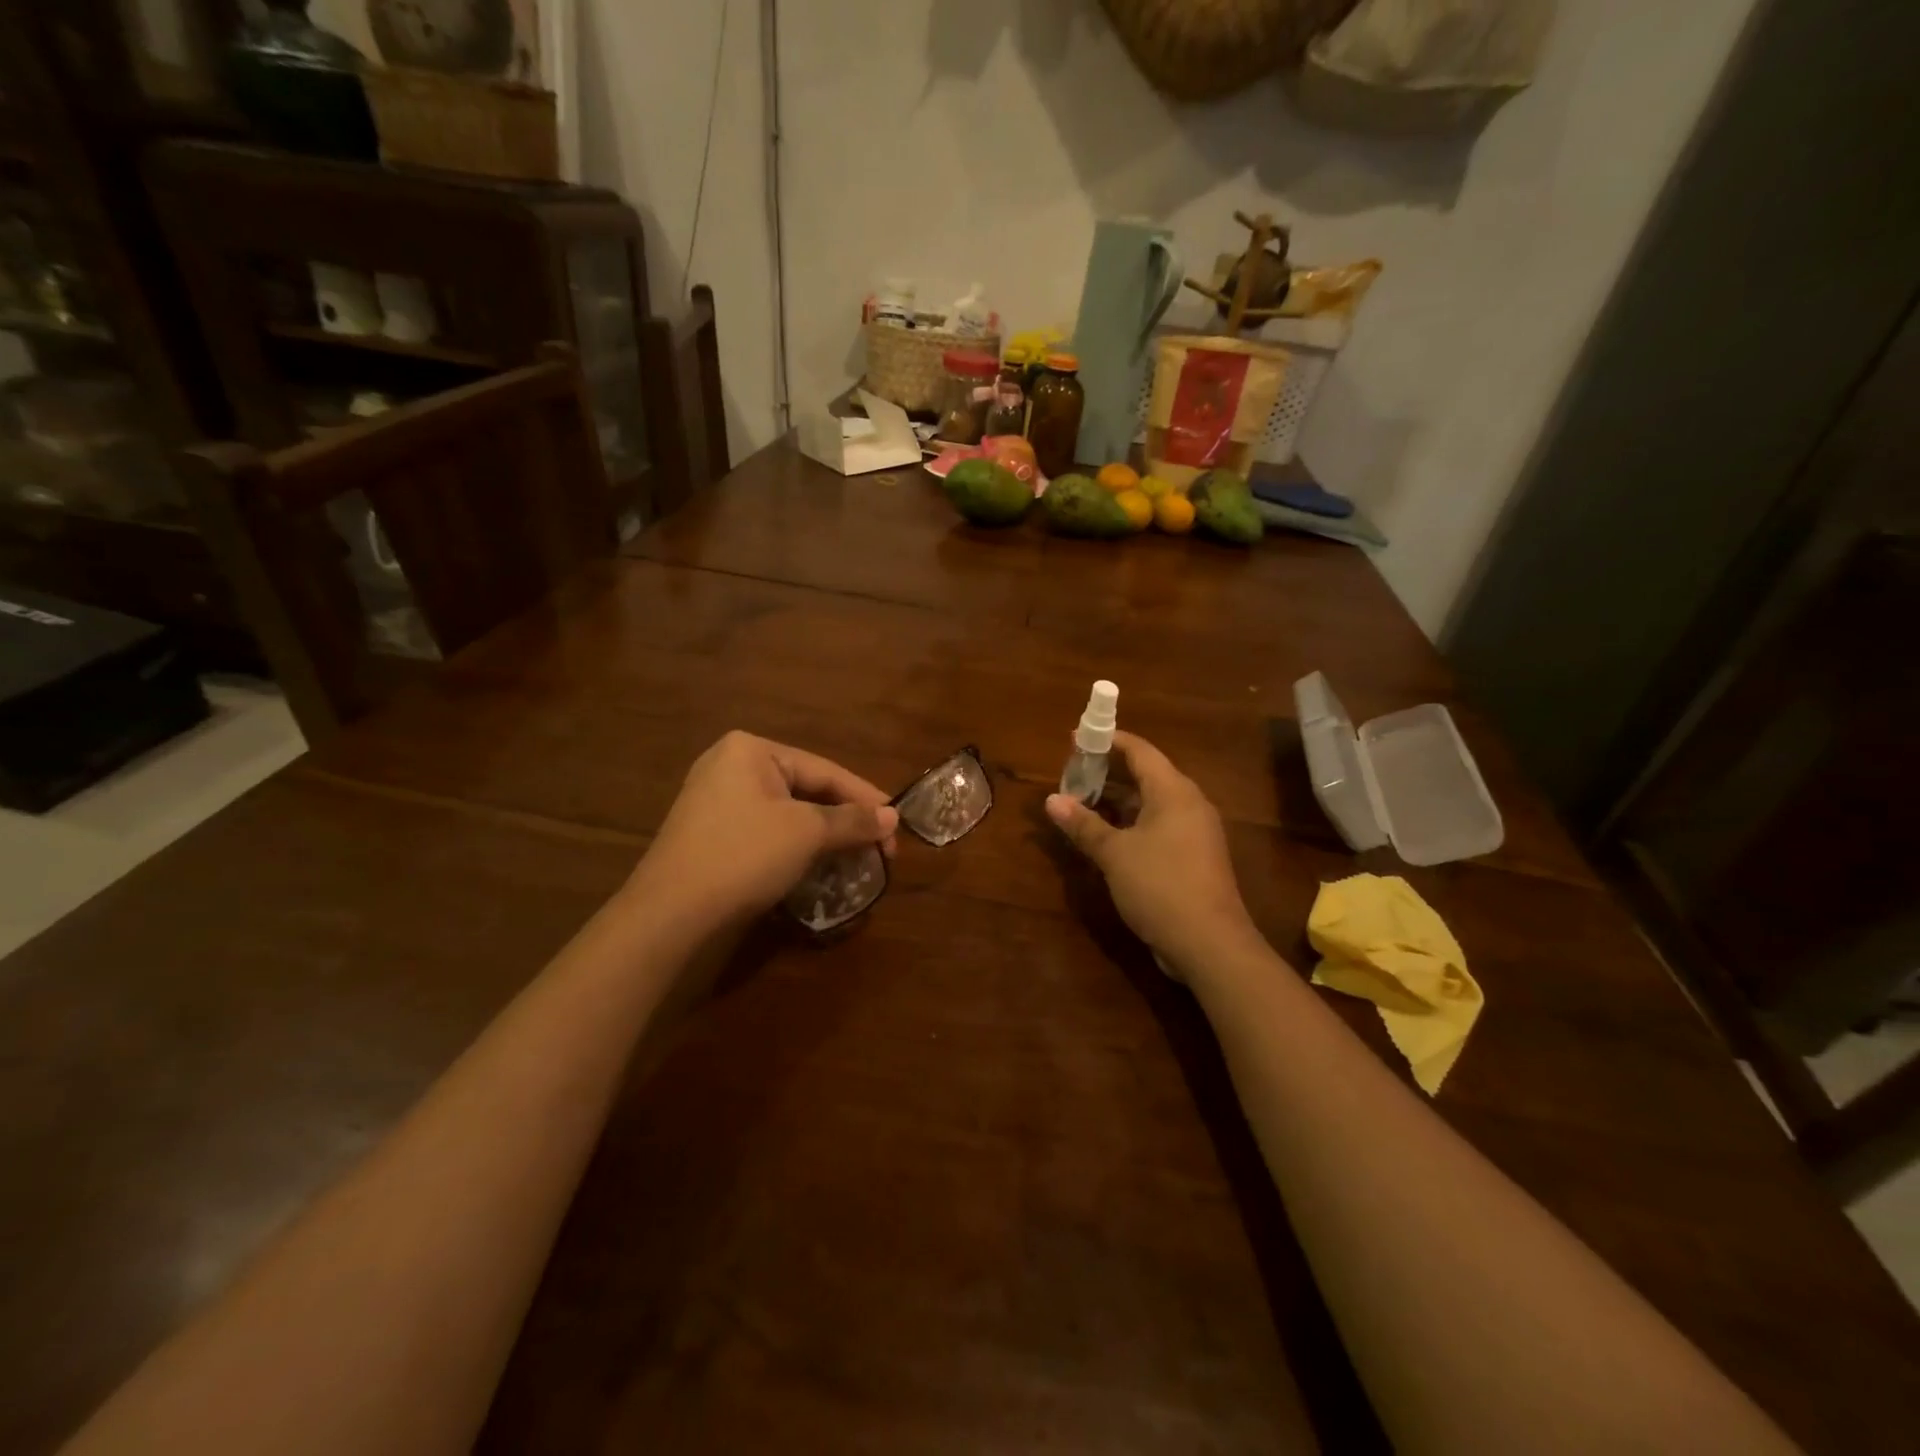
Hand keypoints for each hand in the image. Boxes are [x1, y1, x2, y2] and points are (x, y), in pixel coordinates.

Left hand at [628, 732, 897, 930]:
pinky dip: (795, 845)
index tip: (898, 823)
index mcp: (751, 749)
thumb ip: (852, 820)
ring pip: (787, 812)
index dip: (866, 797)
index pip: (825, 770)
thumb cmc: (744, 855)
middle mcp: (730, 765)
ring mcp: (716, 800)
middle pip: (807, 789)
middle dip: (845, 819)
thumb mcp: (806, 833)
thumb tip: (892, 817)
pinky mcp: (711, 832)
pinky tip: (816, 864)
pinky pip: (766, 829)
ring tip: (855, 857)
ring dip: (824, 835)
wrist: (670, 913)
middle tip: (879, 846)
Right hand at [1046, 732, 1256, 969]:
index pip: (1140, 751)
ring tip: (1083, 803)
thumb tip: (1051, 800)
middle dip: (1109, 772)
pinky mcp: (1195, 857)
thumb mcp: (1114, 853)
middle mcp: (1189, 804)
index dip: (1108, 740)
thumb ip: (1083, 824)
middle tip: (1074, 773)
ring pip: (1152, 804)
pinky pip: (1159, 826)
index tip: (1077, 738)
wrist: (1210, 944)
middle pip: (1147, 775)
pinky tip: (1108, 837)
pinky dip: (1132, 824)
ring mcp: (1196, 832)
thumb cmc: (1160, 886)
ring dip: (1118, 801)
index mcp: (1174, 792)